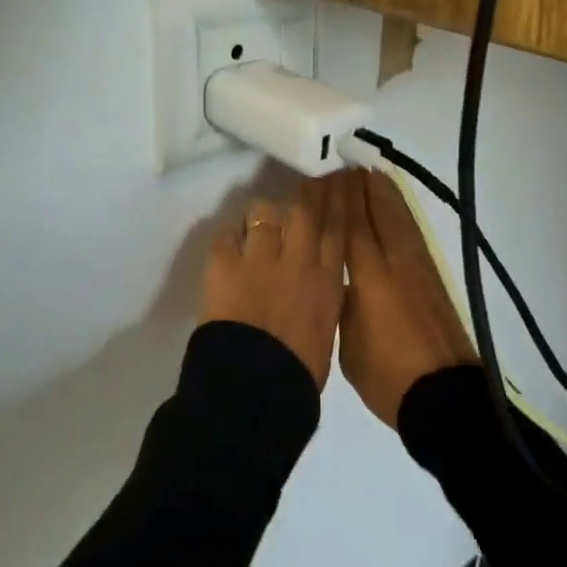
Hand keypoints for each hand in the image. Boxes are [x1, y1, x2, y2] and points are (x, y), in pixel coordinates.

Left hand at [199, 176, 345, 386]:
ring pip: (265, 213)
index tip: (342, 180)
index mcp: (327, 281)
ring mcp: (260, 257)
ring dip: (265, 215)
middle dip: (311, 190)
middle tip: (311, 180)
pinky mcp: (224, 263)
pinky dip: (231, 234)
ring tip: (260, 223)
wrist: (255, 387)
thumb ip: (325, 298)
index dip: (340, 200)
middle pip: (306, 210)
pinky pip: (228, 233)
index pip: (338, 228)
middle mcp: (298, 259)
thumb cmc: (298, 374)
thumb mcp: (327, 330)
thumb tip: (320, 282)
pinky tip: (231, 241)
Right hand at [339, 169, 476, 427]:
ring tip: (368, 174)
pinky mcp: (432, 277)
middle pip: (377, 213)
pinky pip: (412, 232)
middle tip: (343, 164)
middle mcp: (395, 263)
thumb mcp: (347, 340)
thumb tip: (339, 274)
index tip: (326, 173)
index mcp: (369, 278)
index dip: (339, 197)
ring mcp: (418, 267)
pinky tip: (396, 207)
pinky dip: (401, 212)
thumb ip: (342, 299)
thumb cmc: (387, 376)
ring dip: (383, 194)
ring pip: (398, 218)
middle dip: (360, 187)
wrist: (443, 395)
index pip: (351, 225)